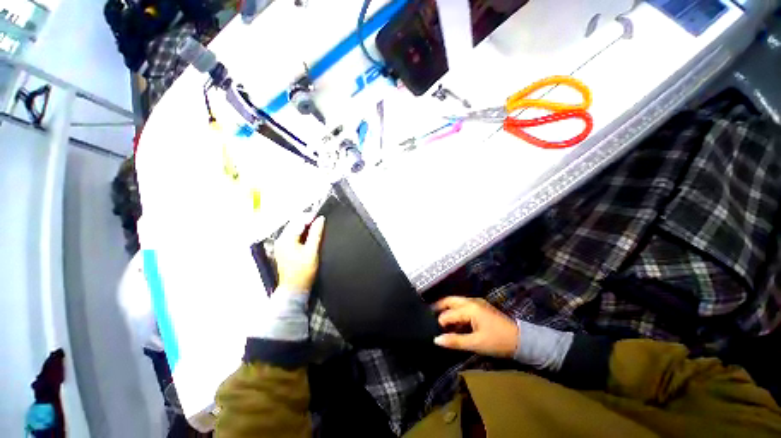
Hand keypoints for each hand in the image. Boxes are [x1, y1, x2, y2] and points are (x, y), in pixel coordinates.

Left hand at [275, 216, 324, 291]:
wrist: (294, 289)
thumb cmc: (304, 271)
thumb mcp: (312, 251)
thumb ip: (316, 233)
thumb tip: (321, 219)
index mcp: (286, 239)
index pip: (298, 221)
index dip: (310, 216)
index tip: (321, 215)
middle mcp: (280, 239)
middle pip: (294, 224)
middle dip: (307, 220)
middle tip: (320, 220)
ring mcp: (280, 245)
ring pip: (293, 229)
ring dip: (304, 226)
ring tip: (317, 225)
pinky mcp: (283, 249)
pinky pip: (293, 236)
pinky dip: (301, 233)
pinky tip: (309, 234)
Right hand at [433, 297, 517, 357]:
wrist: (521, 340)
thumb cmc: (498, 341)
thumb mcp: (476, 343)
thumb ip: (455, 341)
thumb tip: (436, 340)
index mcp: (469, 308)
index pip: (448, 314)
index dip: (440, 323)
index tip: (434, 332)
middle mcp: (471, 301)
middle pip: (450, 300)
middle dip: (439, 307)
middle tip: (429, 316)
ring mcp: (476, 302)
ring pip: (456, 302)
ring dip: (447, 309)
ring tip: (439, 319)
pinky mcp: (481, 306)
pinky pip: (463, 305)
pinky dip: (455, 310)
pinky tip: (454, 320)